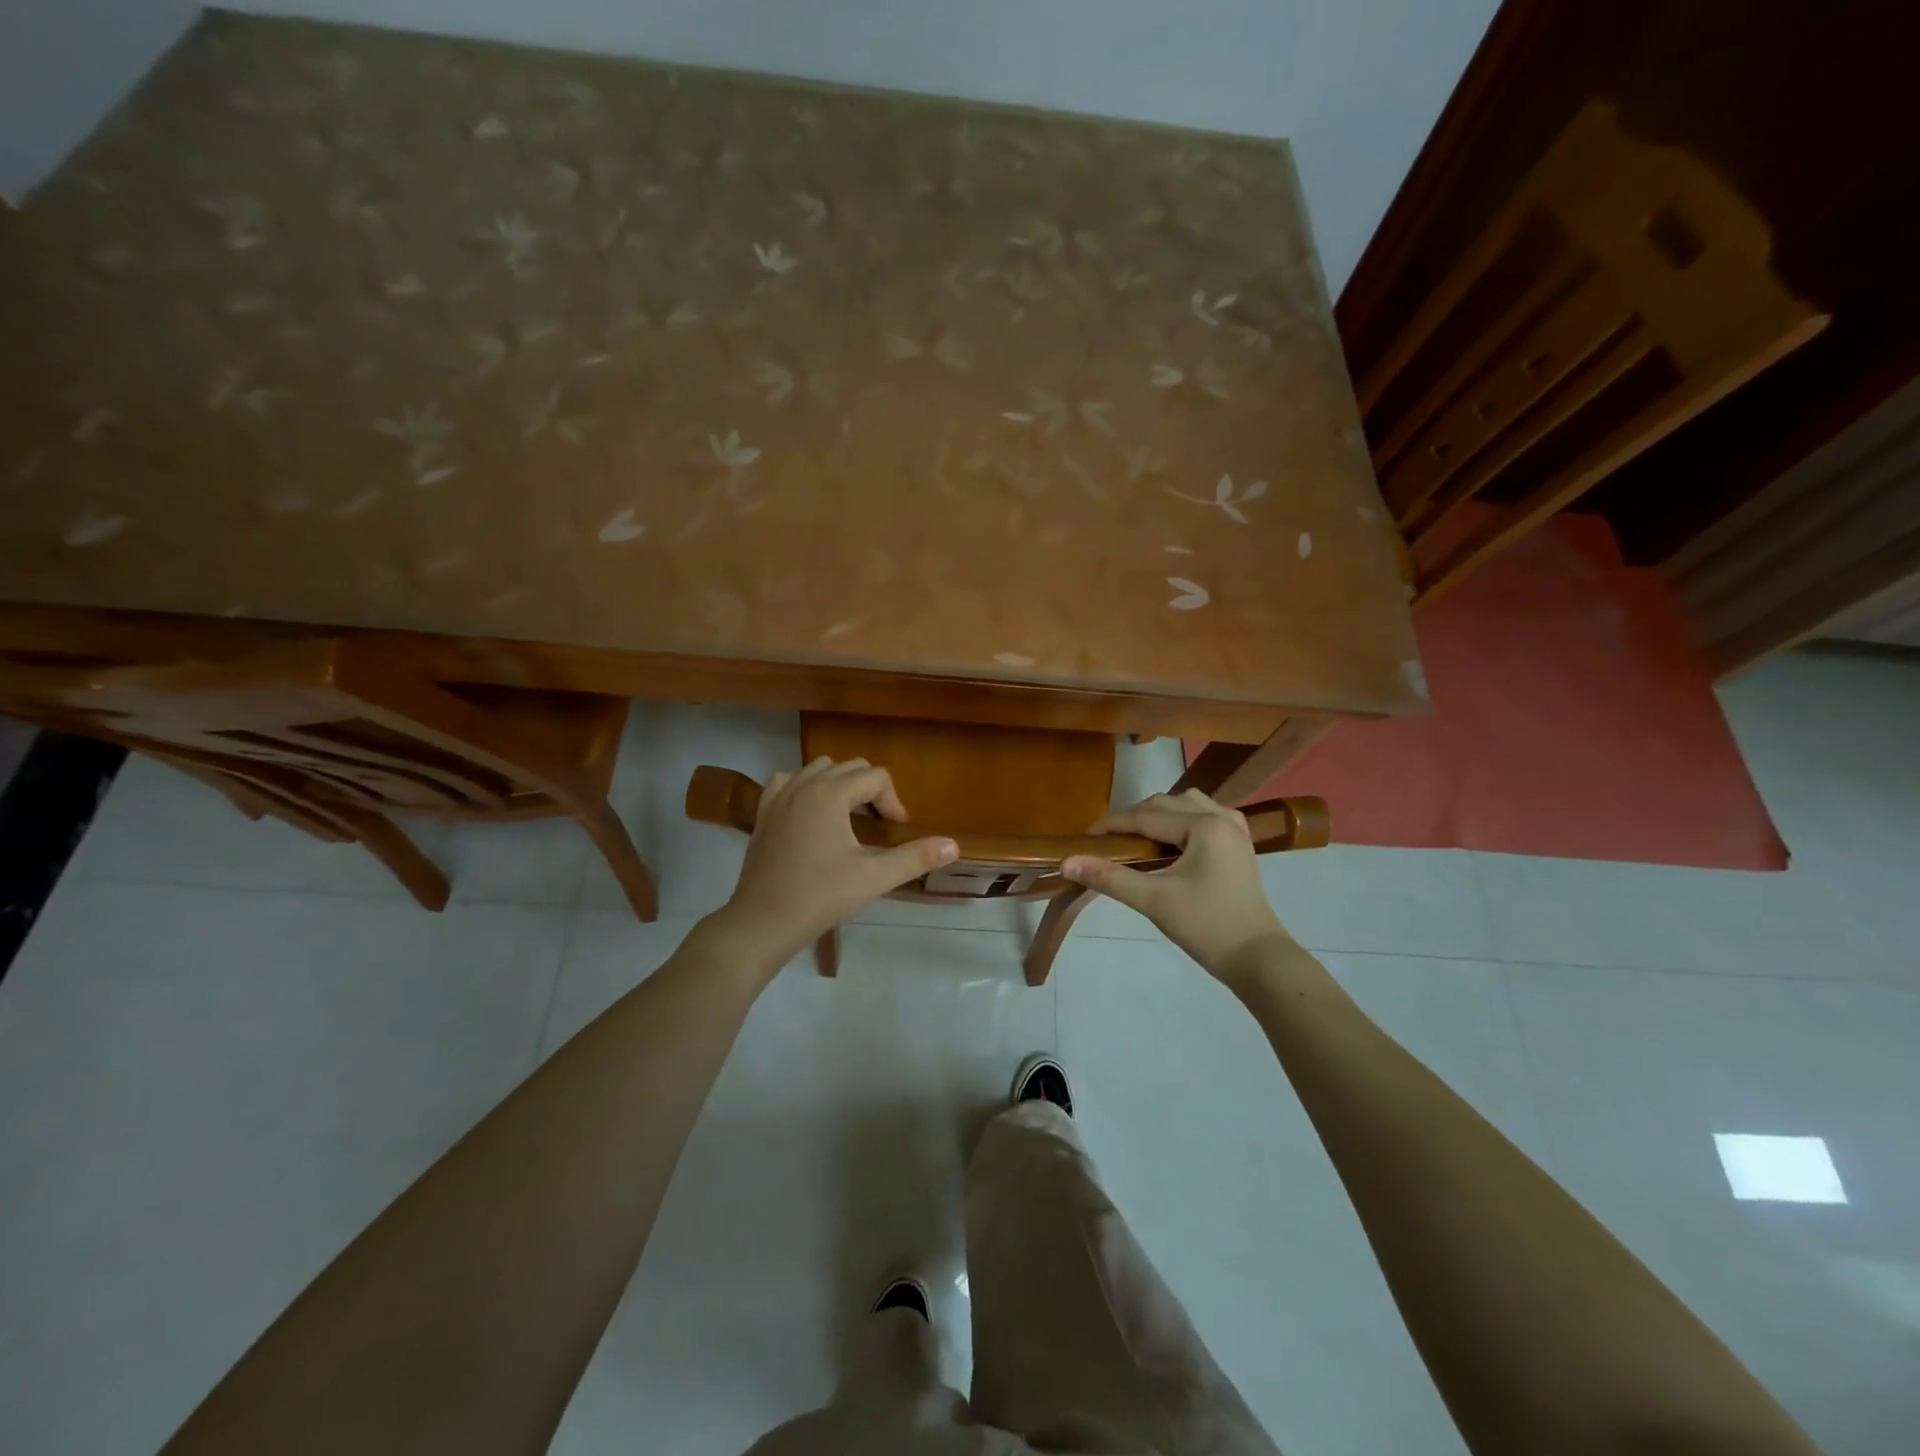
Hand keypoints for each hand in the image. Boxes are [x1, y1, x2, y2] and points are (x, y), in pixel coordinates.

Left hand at [712, 757, 957, 971]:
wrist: (763, 922)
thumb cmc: (821, 897)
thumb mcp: (874, 877)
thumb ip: (916, 857)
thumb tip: (954, 845)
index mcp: (831, 794)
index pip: (876, 777)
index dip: (893, 802)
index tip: (894, 833)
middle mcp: (804, 784)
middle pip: (850, 767)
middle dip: (870, 791)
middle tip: (877, 827)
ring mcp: (779, 796)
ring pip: (819, 769)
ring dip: (840, 786)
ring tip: (849, 820)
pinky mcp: (763, 811)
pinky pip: (790, 781)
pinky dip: (806, 788)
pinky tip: (813, 814)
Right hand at [1062, 788, 1290, 987]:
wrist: (1258, 960)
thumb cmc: (1206, 927)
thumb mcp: (1154, 900)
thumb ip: (1109, 877)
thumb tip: (1067, 862)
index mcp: (1204, 826)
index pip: (1145, 816)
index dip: (1111, 825)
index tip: (1084, 839)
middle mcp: (1222, 817)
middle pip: (1165, 803)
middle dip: (1133, 819)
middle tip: (1107, 844)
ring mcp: (1236, 830)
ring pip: (1186, 805)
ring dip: (1159, 816)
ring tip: (1137, 842)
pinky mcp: (1239, 845)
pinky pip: (1205, 816)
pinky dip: (1182, 822)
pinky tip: (1171, 843)